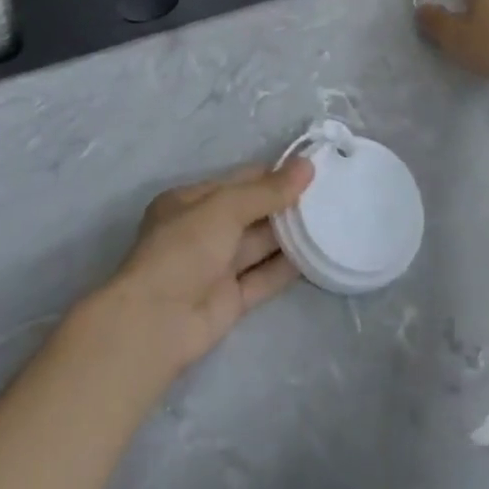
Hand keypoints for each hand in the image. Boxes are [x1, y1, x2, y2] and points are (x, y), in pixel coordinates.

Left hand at [94, 160, 315, 384]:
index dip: (272, 175)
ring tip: (331, 219)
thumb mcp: (224, 208)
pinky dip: (287, 267)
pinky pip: (263, 277)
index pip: (238, 181)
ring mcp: (216, 267)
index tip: (311, 170)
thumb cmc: (184, 249)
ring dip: (290, 235)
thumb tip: (307, 165)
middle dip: (285, 204)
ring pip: (259, 245)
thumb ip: (267, 191)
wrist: (156, 322)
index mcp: (190, 202)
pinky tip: (317, 255)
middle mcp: (202, 231)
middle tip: (329, 193)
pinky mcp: (231, 300)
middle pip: (251, 212)